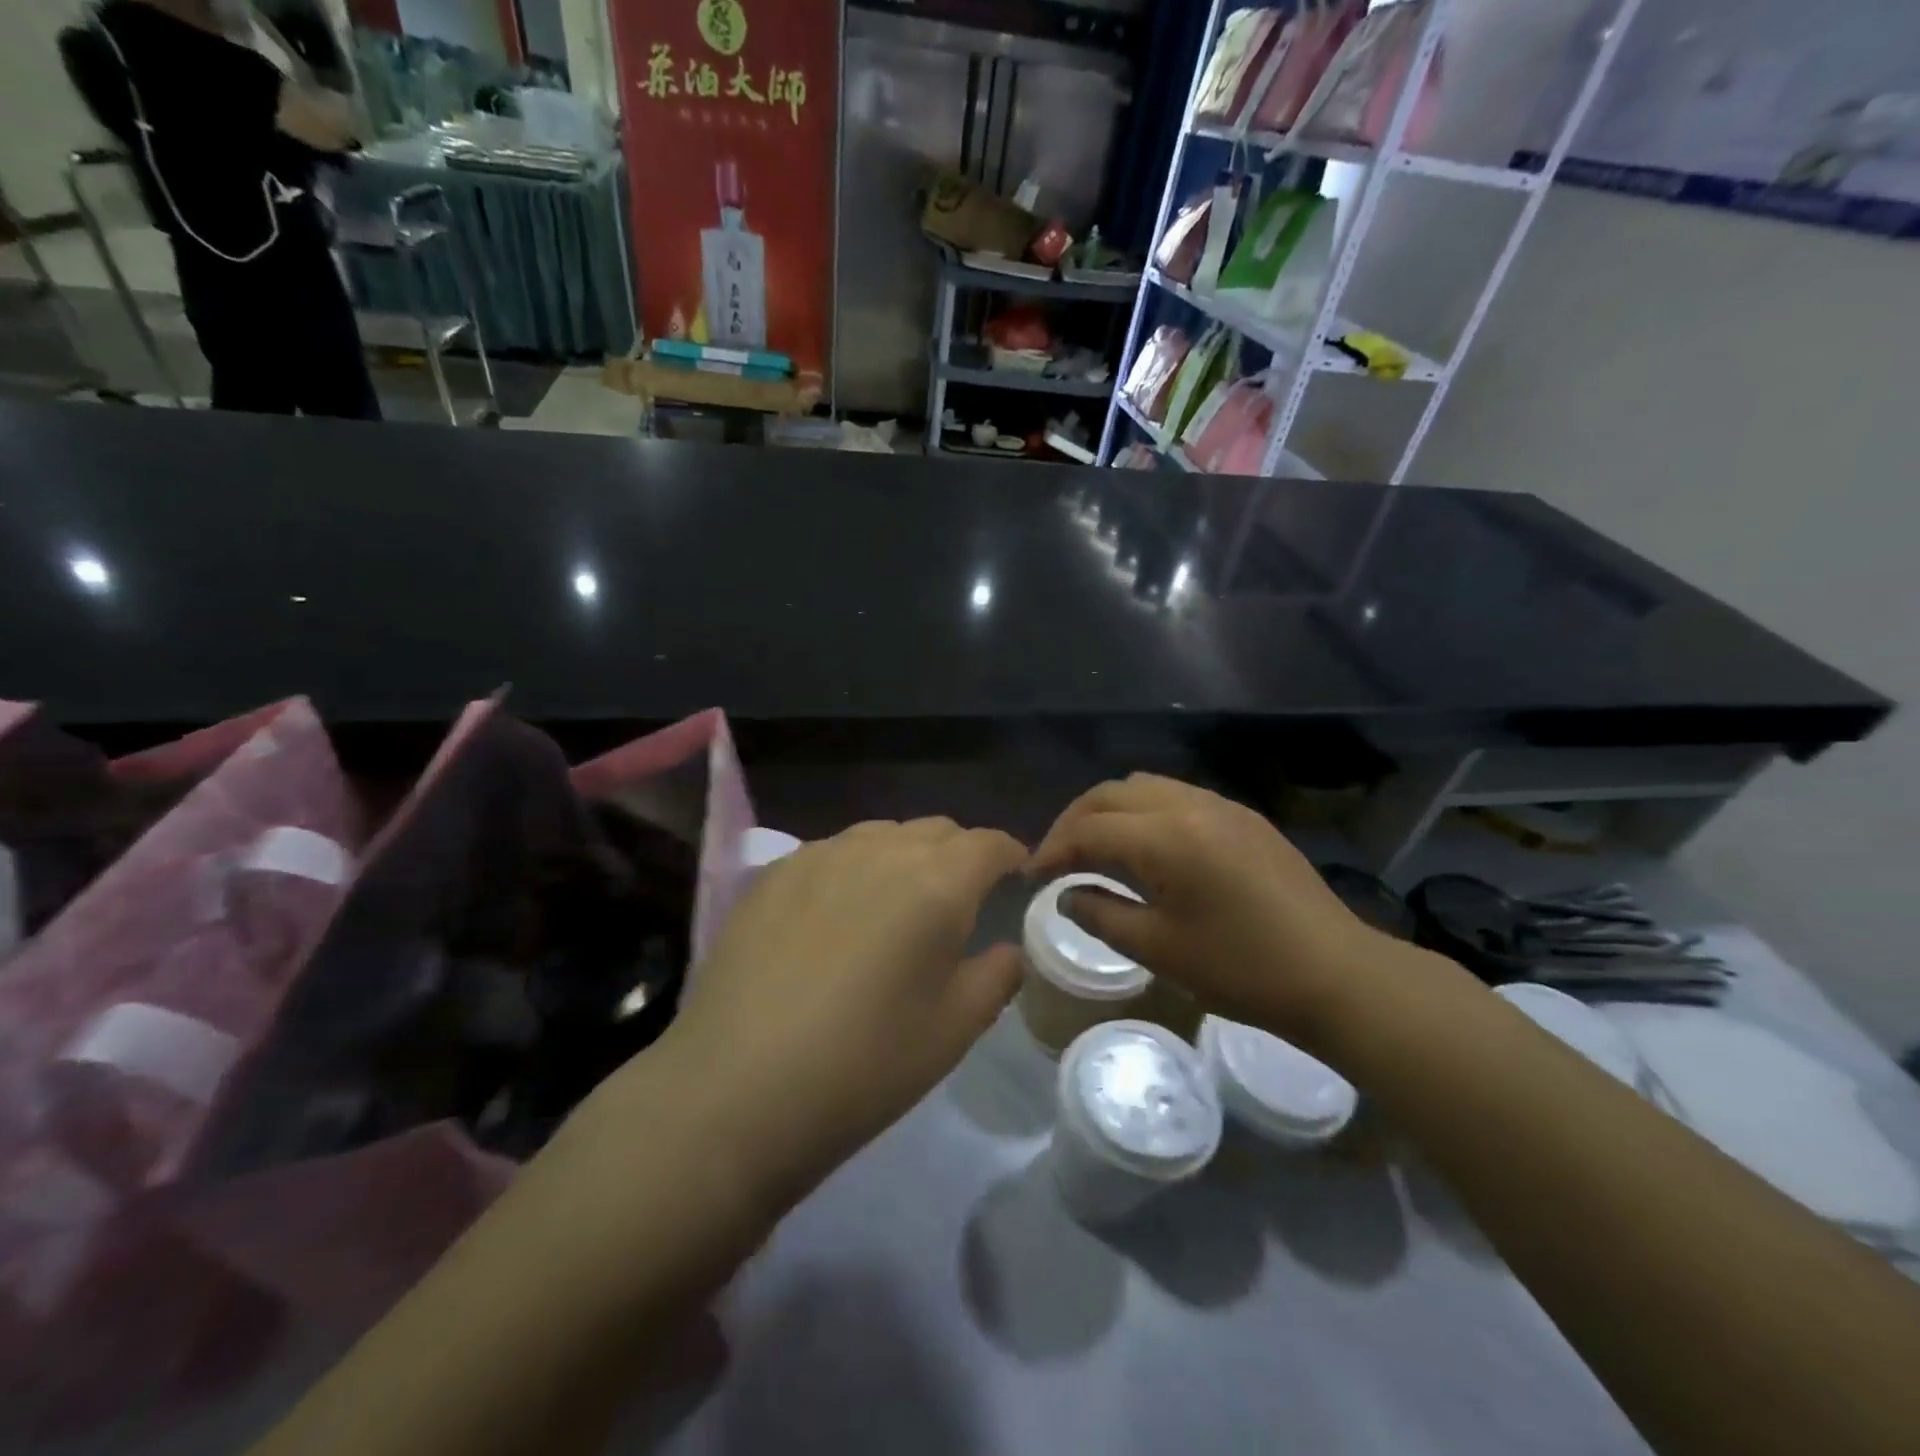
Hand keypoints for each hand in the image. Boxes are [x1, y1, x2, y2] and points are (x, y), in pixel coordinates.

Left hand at [650, 819, 1026, 1210]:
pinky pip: (832, 853)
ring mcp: (820, 855)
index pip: (987, 844)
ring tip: (898, 902)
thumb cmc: (865, 1063)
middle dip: (959, 854)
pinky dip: (854, 868)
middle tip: (960, 899)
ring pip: (881, 836)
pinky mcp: (774, 873)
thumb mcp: (954, 1029)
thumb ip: (997, 975)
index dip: (1008, 855)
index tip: (1015, 876)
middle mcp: (880, 850)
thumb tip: (1007, 949)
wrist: (737, 1088)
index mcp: (936, 882)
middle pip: (936, 830)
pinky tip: (838, 914)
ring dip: (905, 856)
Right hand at [1029, 774, 1410, 1050]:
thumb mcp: (1159, 949)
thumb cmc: (1242, 969)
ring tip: (1096, 847)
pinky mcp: (1243, 816)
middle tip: (1056, 857)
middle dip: (1075, 820)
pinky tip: (1146, 847)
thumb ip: (1100, 914)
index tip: (1031, 875)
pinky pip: (1177, 796)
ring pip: (1144, 786)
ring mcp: (1221, 805)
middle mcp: (1190, 804)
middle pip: (1111, 793)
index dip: (1053, 849)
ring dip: (1110, 810)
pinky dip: (1145, 812)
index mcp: (1167, 836)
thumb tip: (1066, 894)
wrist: (1336, 974)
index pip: (1090, 829)